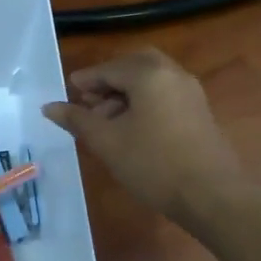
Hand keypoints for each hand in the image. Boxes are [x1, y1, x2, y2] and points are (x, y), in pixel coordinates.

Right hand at [44, 49, 241, 217]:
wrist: (211, 195)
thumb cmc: (153, 164)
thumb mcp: (107, 142)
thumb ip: (77, 120)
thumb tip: (49, 107)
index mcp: (149, 74)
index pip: (109, 68)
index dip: (86, 80)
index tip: (69, 92)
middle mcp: (172, 74)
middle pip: (134, 64)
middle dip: (109, 79)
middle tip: (89, 100)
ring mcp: (190, 92)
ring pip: (151, 79)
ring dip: (126, 91)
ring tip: (106, 119)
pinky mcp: (199, 111)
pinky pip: (165, 93)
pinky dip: (144, 100)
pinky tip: (132, 128)